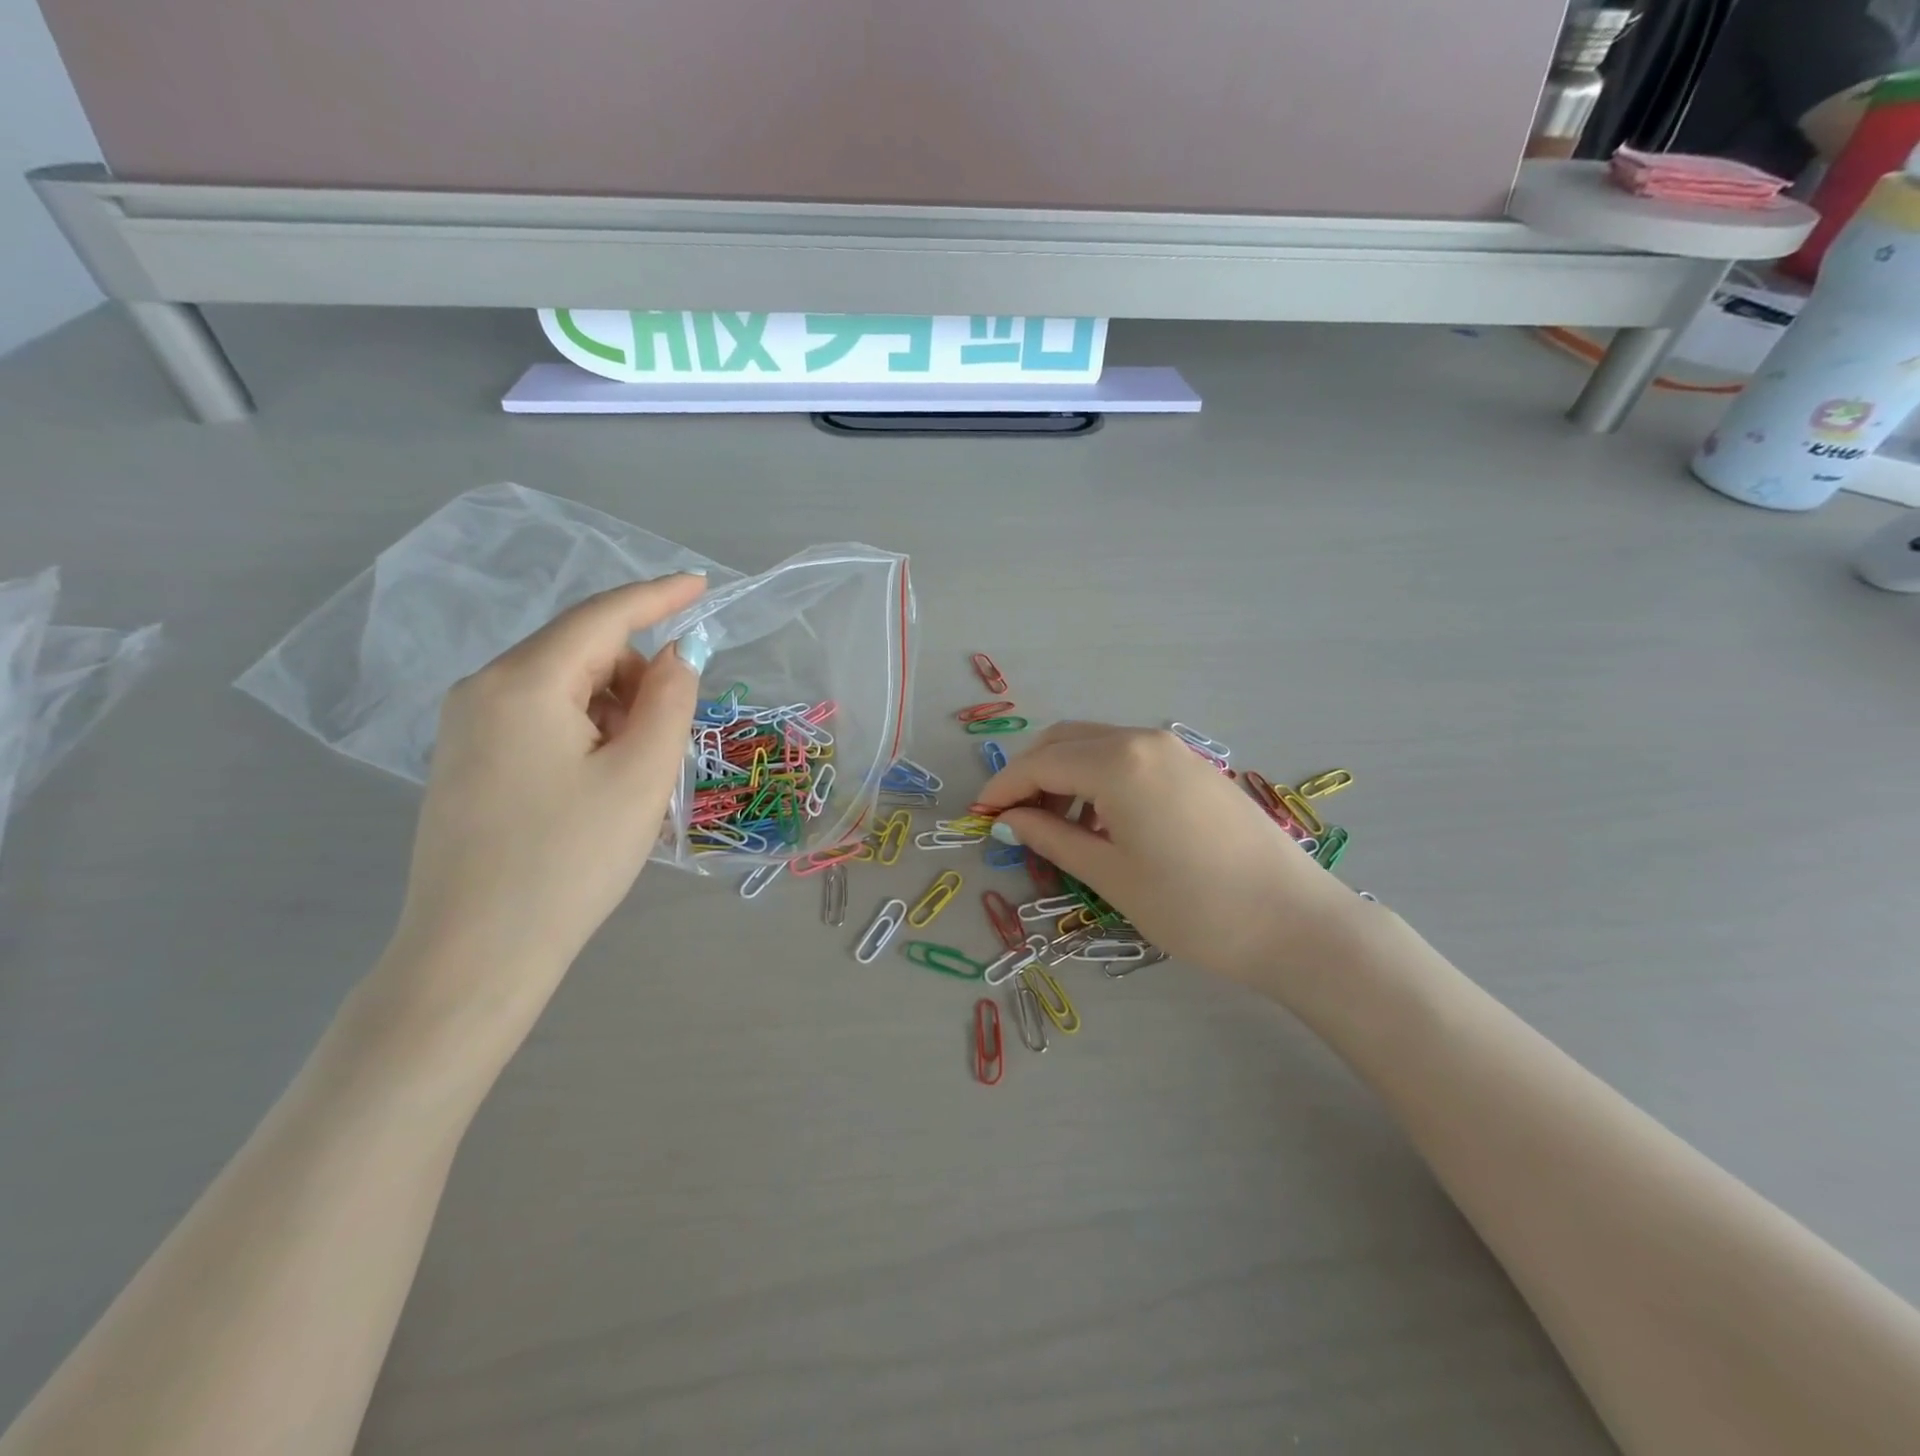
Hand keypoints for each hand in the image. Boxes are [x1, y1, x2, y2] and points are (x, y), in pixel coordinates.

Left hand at [382, 575, 708, 1029]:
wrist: (475, 954)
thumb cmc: (569, 860)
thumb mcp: (641, 775)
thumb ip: (669, 700)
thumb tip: (676, 656)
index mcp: (524, 682)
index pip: (602, 617)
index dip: (658, 596)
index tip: (702, 585)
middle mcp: (483, 689)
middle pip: (580, 652)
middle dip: (636, 675)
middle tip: (670, 734)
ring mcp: (466, 727)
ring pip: (561, 687)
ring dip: (612, 709)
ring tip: (634, 773)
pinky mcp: (466, 761)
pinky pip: (539, 718)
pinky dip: (584, 730)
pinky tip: (598, 782)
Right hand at [975, 723, 1362, 984]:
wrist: (1294, 922)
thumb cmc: (1192, 906)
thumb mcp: (1110, 875)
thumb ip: (1052, 838)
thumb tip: (1010, 819)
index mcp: (1117, 763)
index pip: (1040, 764)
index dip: (1003, 788)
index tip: (978, 815)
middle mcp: (1143, 740)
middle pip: (1065, 741)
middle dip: (1030, 774)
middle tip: (1013, 819)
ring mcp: (1174, 749)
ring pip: (1097, 746)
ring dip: (1064, 775)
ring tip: (1056, 827)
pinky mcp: (1195, 766)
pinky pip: (1129, 757)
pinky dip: (1098, 778)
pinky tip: (1102, 820)